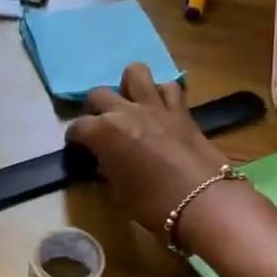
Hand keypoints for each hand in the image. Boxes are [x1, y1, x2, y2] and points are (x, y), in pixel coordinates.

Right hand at [66, 63, 232, 239]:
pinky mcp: (181, 109)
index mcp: (103, 132)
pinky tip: (161, 110)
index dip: (74, 139)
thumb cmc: (152, 204)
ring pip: (135, 72)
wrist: (202, 201)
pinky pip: (169, 88)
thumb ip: (107, 169)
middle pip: (98, 94)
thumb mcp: (117, 193)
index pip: (78, 127)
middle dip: (94, 109)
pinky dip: (163, 95)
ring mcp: (155, 106)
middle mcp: (125, 111)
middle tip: (100, 127)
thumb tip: (105, 160)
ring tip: (130, 104)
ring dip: (128, 86)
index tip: (78, 148)